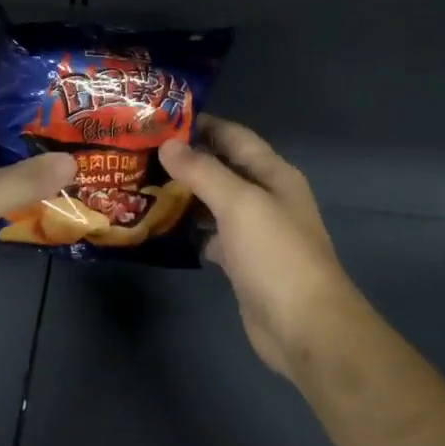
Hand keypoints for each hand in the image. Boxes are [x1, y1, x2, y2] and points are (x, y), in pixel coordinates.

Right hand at [159, 117, 361, 378]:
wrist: (305, 326)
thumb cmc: (276, 255)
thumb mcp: (239, 203)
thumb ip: (203, 171)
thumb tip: (167, 144)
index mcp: (274, 175)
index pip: (235, 137)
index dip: (202, 125)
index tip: (159, 119)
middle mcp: (266, 198)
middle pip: (223, 169)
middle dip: (186, 161)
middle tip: (139, 154)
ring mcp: (255, 233)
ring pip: (214, 204)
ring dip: (184, 196)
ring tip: (141, 185)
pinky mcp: (243, 263)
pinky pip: (212, 236)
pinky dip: (189, 231)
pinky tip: (161, 228)